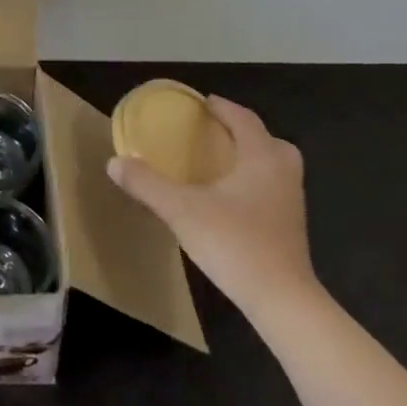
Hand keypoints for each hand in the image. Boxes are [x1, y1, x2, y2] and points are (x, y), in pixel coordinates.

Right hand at [106, 94, 317, 321]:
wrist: (282, 302)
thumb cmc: (234, 243)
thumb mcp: (181, 210)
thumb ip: (147, 184)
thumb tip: (114, 162)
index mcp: (261, 157)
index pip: (244, 119)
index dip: (223, 108)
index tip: (202, 103)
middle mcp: (282, 173)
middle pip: (269, 141)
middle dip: (244, 133)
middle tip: (215, 135)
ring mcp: (292, 203)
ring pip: (274, 167)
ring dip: (251, 159)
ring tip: (220, 165)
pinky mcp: (292, 229)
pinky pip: (273, 190)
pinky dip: (255, 184)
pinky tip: (230, 201)